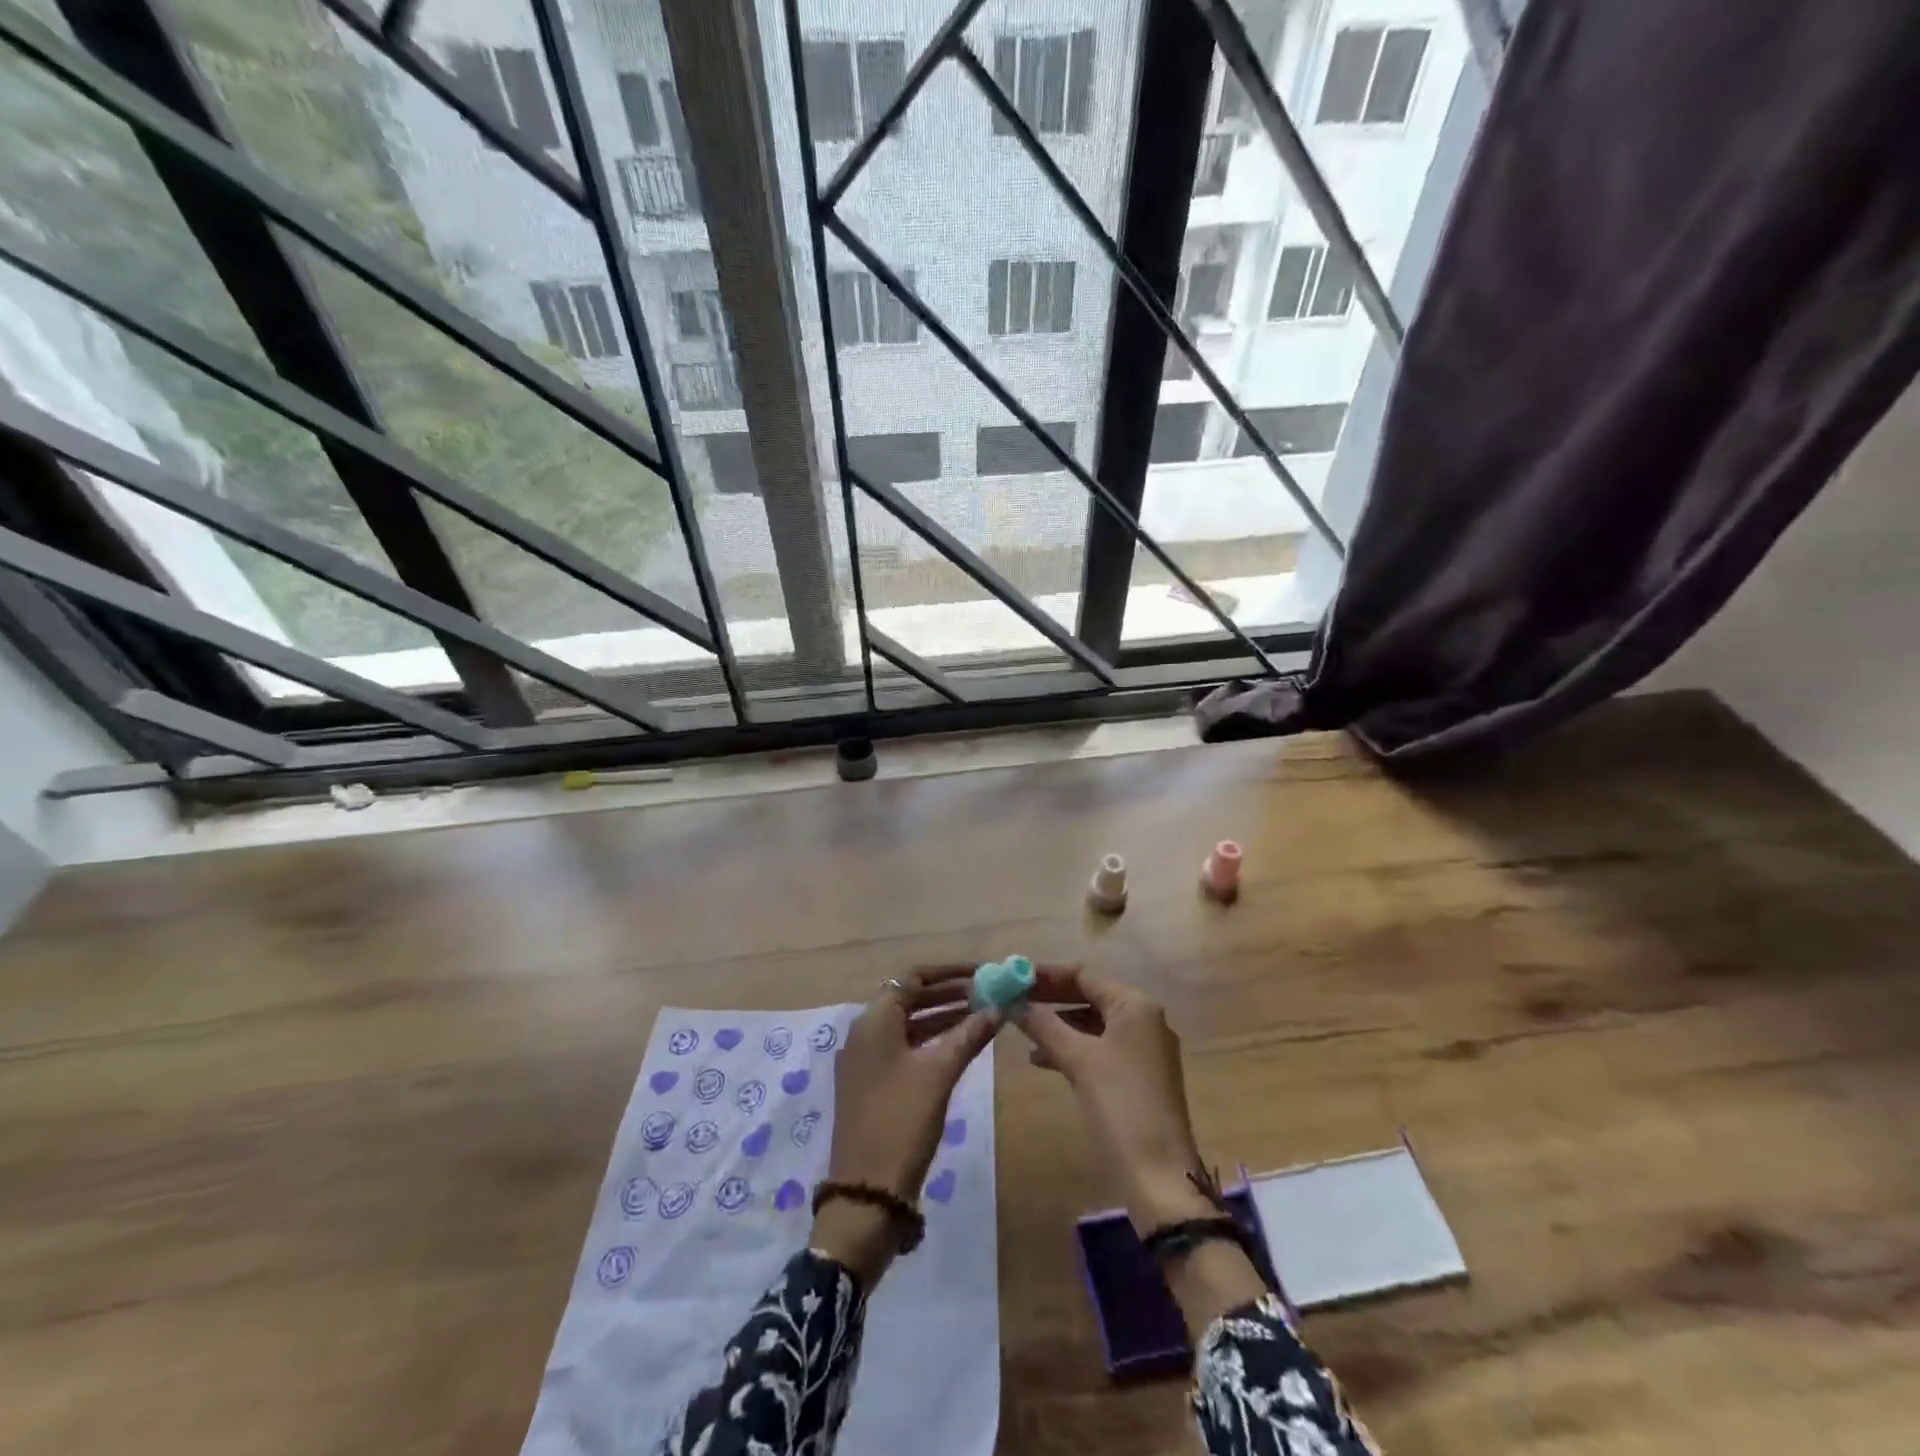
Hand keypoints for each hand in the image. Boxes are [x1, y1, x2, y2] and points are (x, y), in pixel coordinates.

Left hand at [811, 967, 1000, 1284]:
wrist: (867, 1194)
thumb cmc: (902, 1121)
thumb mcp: (939, 1073)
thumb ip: (969, 1034)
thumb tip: (998, 1006)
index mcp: (874, 1020)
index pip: (913, 977)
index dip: (949, 972)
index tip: (983, 972)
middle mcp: (866, 1032)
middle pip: (910, 998)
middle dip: (949, 993)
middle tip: (989, 993)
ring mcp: (867, 1061)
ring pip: (909, 1025)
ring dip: (943, 1017)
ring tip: (984, 1015)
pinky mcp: (873, 1085)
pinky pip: (906, 1048)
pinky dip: (933, 1041)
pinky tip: (963, 1046)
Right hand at [1011, 967, 1214, 1231]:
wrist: (1159, 1174)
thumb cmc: (1120, 1104)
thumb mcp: (1077, 1059)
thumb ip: (1043, 1025)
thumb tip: (1011, 1001)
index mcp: (1136, 1005)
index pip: (1084, 976)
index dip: (1047, 976)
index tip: (1013, 976)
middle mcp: (1144, 1019)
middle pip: (1089, 997)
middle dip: (1051, 1000)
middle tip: (1013, 999)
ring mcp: (1143, 1049)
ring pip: (1092, 1024)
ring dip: (1058, 1025)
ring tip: (1021, 1029)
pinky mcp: (1138, 1076)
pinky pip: (1099, 1048)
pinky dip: (1071, 1048)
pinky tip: (1041, 1059)